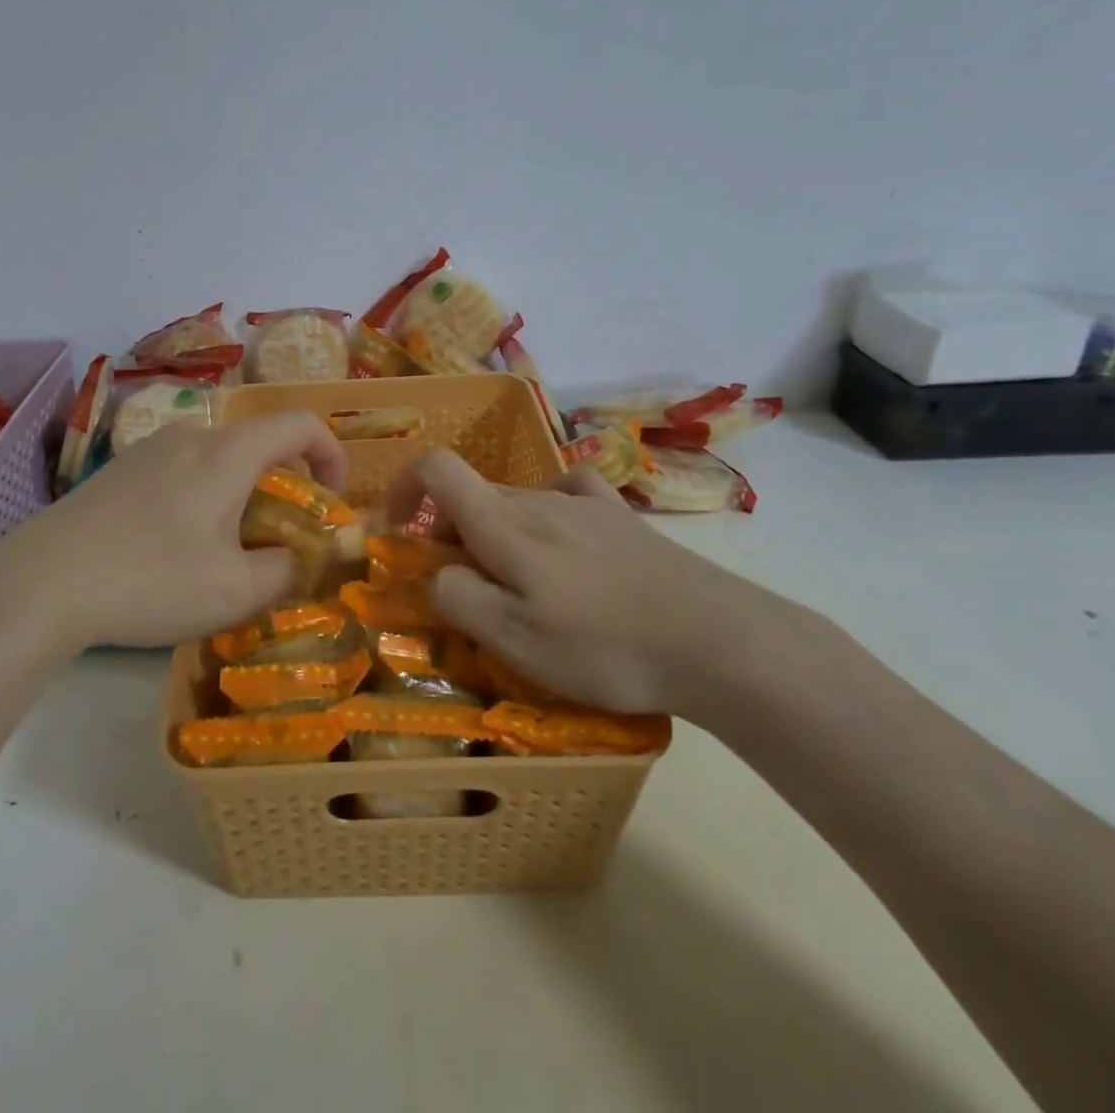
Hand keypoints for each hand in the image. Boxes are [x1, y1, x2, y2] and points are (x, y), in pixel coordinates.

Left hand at [0, 412, 345, 653]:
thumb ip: (287, 569)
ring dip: (242, 492)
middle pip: (258, 443)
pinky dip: (205, 495)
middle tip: (281, 537)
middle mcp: (191, 436)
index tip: (331, 500)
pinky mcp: (120, 470)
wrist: (42, 584)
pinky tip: (177, 546)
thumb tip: (301, 557)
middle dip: (285, 484)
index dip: (331, 454)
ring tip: (228, 547)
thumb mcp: (235, 590)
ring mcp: (149, 449)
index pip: (300, 423)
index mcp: (228, 452)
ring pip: (218, 458)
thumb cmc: (151, 580)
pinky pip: (182, 469)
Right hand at [386, 451, 764, 715]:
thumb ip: (456, 597)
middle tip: (464, 593)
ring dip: (495, 534)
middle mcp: (537, 498)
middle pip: (473, 494)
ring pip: (515, 503)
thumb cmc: (603, 645)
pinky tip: (563, 545)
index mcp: (503, 522)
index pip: (436, 468)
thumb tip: (435, 572)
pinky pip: (566, 497)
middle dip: (449, 534)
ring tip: (521, 590)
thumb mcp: (514, 638)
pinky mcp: (621, 519)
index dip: (403, 486)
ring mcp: (584, 504)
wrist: (717, 640)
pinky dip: (544, 515)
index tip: (397, 529)